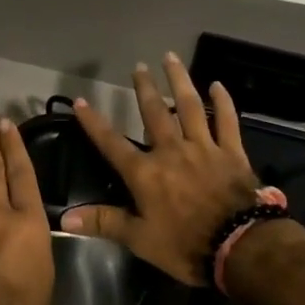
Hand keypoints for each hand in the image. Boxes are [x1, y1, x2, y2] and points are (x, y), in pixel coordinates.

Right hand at [64, 54, 259, 285]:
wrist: (239, 247)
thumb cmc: (185, 245)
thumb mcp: (140, 239)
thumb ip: (104, 222)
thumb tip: (65, 218)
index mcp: (146, 173)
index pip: (112, 143)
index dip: (94, 123)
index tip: (81, 101)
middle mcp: (171, 151)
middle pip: (154, 113)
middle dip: (144, 89)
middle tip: (138, 66)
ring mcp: (203, 147)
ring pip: (189, 106)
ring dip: (179, 80)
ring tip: (170, 58)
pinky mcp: (231, 152)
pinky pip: (227, 121)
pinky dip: (223, 102)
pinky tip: (218, 85)